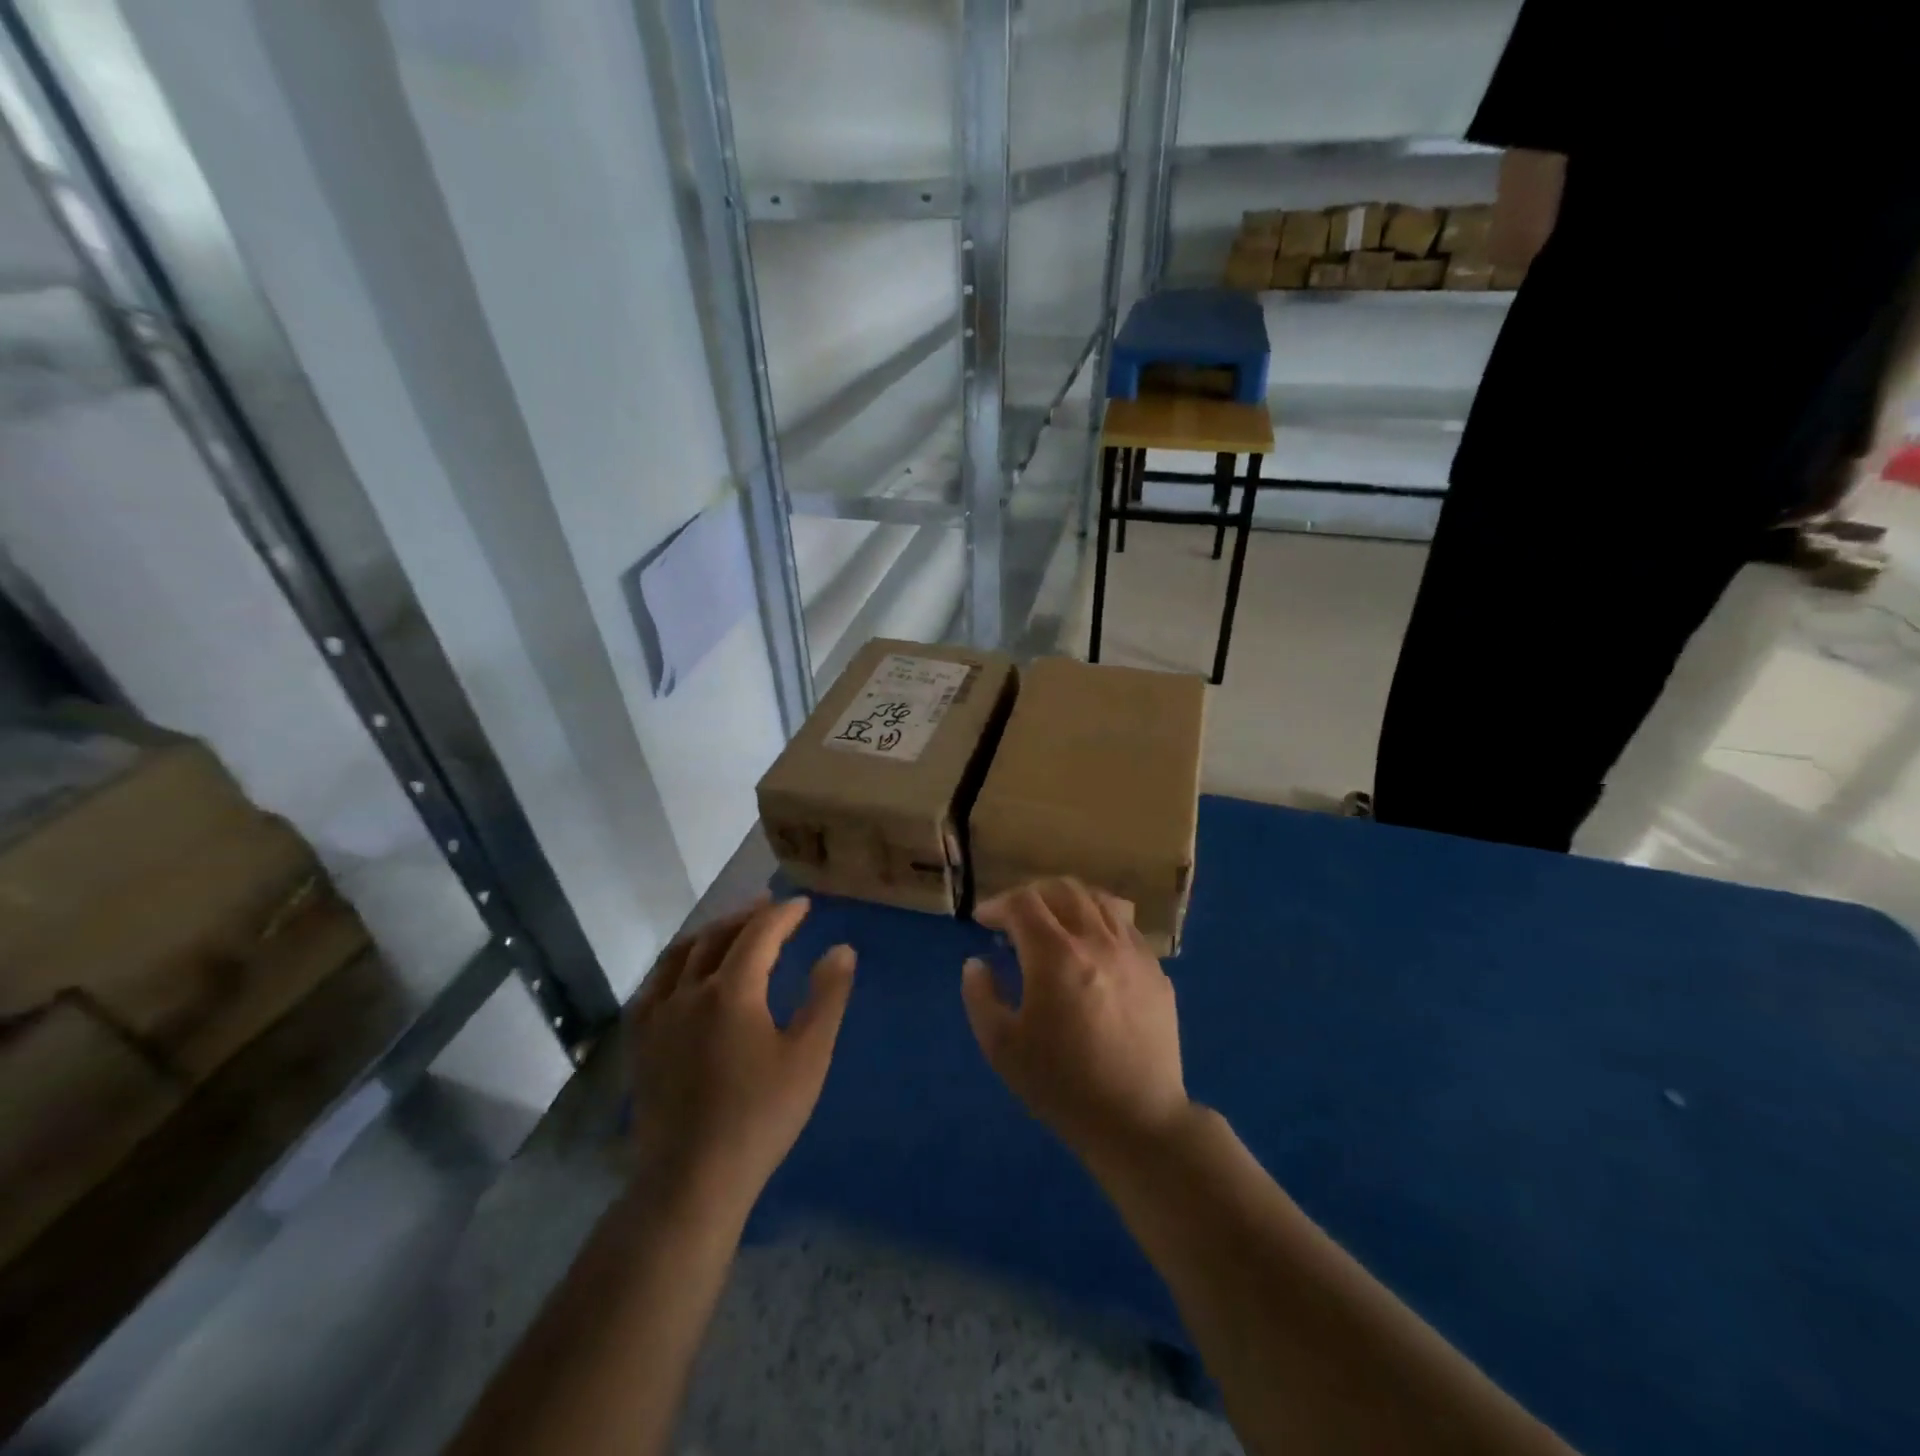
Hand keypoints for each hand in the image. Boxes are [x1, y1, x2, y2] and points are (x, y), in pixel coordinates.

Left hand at [627, 896, 854, 1215]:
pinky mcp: (640, 1042)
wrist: (691, 1179)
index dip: (784, 914)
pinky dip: (677, 963)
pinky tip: (685, 973)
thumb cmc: (760, 1116)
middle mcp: (688, 991)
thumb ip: (827, 996)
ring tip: (731, 927)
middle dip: (747, 916)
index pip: (759, 933)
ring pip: (681, 955)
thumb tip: (842, 949)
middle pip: (718, 936)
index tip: (803, 905)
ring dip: (711, 933)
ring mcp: (657, 1016)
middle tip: (770, 906)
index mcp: (731, 989)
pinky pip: (655, 984)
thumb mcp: (809, 1055)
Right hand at [961, 879, 1191, 1165]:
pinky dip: (1100, 921)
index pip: (1022, 902)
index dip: (997, 904)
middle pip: (1062, 889)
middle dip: (1031, 894)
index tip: (984, 922)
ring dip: (1068, 901)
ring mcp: (1132, 952)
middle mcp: (1097, 940)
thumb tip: (977, 963)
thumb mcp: (1002, 1047)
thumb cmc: (1062, 1085)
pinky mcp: (1156, 970)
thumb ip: (980, 996)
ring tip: (1054, 922)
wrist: (1137, 1120)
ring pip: (1098, 900)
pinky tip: (1092, 947)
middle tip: (1015, 917)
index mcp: (1055, 955)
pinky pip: (1125, 926)